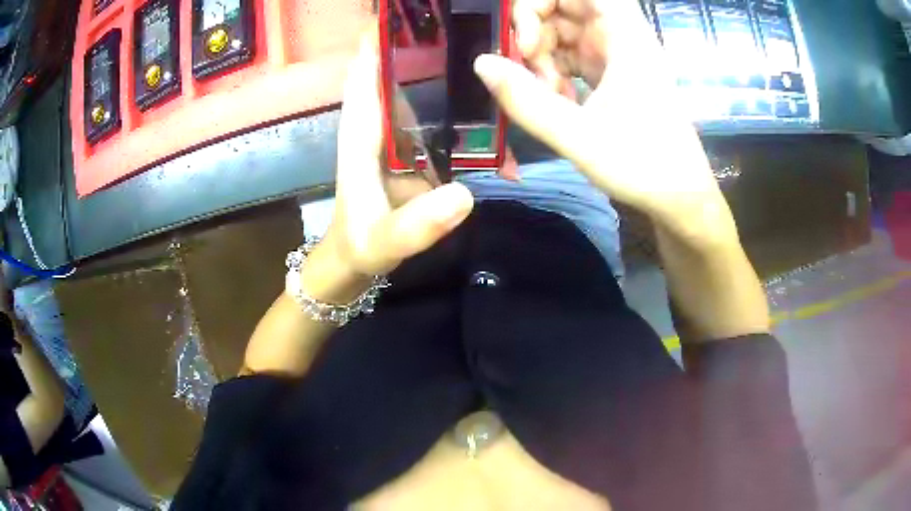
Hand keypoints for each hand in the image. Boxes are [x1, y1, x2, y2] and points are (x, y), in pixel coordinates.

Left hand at [312, 31, 474, 297]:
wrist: (361, 261)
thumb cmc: (361, 245)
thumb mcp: (383, 241)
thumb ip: (416, 225)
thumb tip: (465, 195)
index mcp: (364, 131)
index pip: (367, 71)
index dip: (381, 38)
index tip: (406, 10)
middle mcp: (384, 122)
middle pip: (402, 68)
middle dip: (429, 43)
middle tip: (471, 24)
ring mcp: (405, 134)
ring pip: (428, 88)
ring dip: (455, 69)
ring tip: (496, 50)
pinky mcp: (423, 148)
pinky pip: (447, 118)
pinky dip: (471, 109)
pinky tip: (501, 104)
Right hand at [474, 0, 731, 239]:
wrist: (681, 200)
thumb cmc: (642, 166)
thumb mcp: (579, 137)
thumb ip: (525, 100)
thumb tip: (480, 62)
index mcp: (626, 38)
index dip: (542, 2)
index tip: (525, 40)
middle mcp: (622, 38)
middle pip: (567, 7)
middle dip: (536, 31)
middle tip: (525, 70)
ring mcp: (618, 57)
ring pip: (567, 33)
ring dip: (544, 57)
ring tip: (545, 95)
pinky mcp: (614, 76)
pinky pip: (574, 57)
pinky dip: (557, 72)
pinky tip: (556, 101)